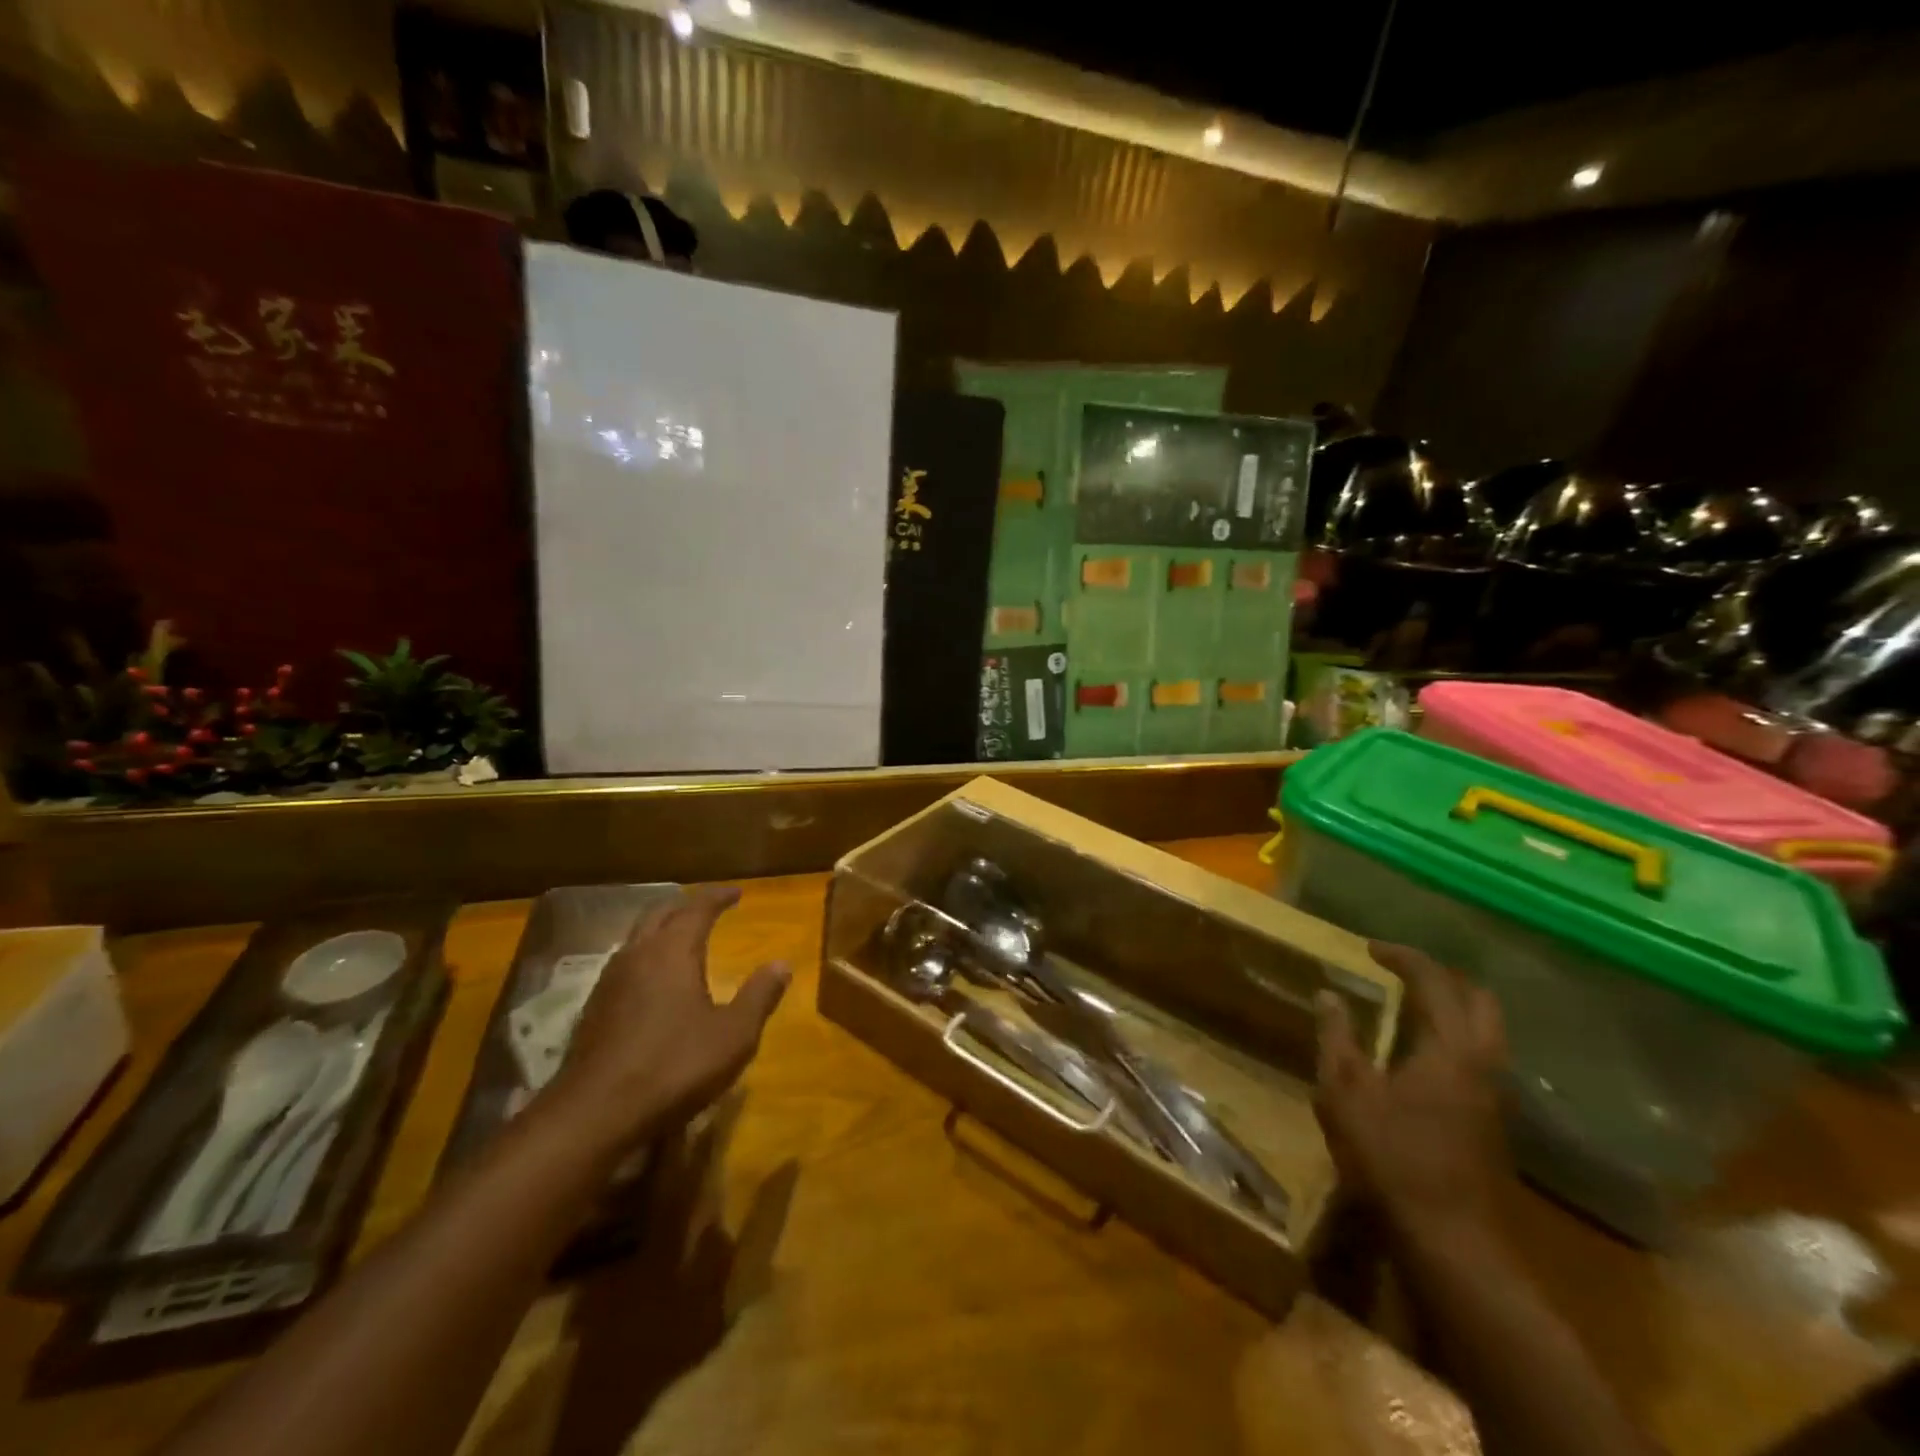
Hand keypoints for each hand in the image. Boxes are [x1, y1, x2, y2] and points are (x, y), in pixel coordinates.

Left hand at [550, 886, 789, 1149]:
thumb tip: (782, 964)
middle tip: (707, 907)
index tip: (737, 892)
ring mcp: (609, 982)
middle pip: (660, 913)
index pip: (697, 907)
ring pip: (636, 938)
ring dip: (661, 929)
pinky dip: (644, 957)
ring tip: (680, 937)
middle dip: (685, 905)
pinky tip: (651, 981)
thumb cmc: (674, 1066)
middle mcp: (638, 955)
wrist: (595, 1114)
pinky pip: (623, 965)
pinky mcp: (593, 1010)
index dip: (718, 897)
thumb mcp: (734, 1034)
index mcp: (673, 951)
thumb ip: (759, 996)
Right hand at [1315, 941, 1508, 1245]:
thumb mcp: (1345, 1091)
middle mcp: (1483, 1063)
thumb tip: (1328, 995)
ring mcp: (1494, 1095)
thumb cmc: (1391, 1156)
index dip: (1403, 957)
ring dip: (1452, 1007)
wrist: (1451, 1240)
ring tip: (1409, 1005)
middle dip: (1441, 976)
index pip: (1434, 982)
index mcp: (1450, 1047)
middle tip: (1401, 971)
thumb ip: (1337, 1037)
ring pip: (1486, 1031)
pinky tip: (1420, 1052)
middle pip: (1479, 1000)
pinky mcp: (1492, 1121)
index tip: (1370, 948)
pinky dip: (1454, 1035)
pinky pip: (1480, 1056)